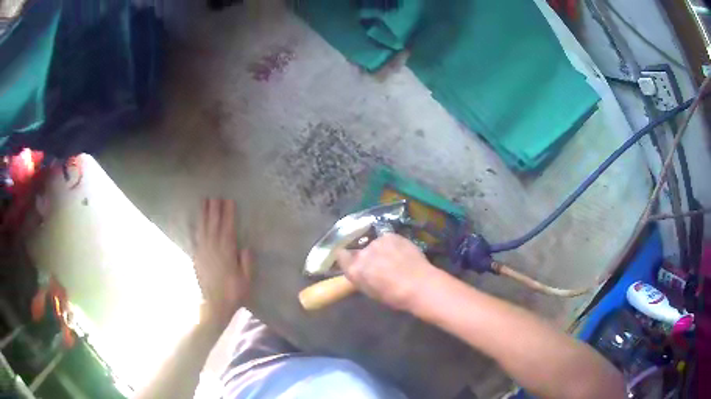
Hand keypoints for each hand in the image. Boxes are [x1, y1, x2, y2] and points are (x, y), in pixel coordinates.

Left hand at [194, 198, 251, 323]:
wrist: (215, 305)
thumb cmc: (234, 292)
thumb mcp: (246, 279)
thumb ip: (246, 263)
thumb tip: (245, 247)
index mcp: (227, 253)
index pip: (227, 229)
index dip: (228, 214)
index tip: (229, 201)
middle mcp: (213, 249)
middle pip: (213, 225)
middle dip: (214, 210)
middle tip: (215, 196)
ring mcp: (203, 253)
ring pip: (203, 229)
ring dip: (204, 215)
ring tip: (204, 202)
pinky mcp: (197, 258)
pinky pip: (197, 239)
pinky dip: (198, 228)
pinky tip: (198, 223)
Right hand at [336, 233, 437, 310]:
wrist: (419, 285)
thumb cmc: (395, 296)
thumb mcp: (371, 291)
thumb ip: (360, 277)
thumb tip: (357, 270)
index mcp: (355, 270)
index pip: (341, 256)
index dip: (346, 258)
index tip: (353, 261)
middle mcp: (362, 253)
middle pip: (359, 250)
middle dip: (366, 256)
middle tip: (378, 264)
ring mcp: (377, 242)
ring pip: (374, 244)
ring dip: (380, 250)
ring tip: (393, 259)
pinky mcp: (390, 235)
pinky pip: (387, 239)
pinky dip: (391, 245)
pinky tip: (401, 253)